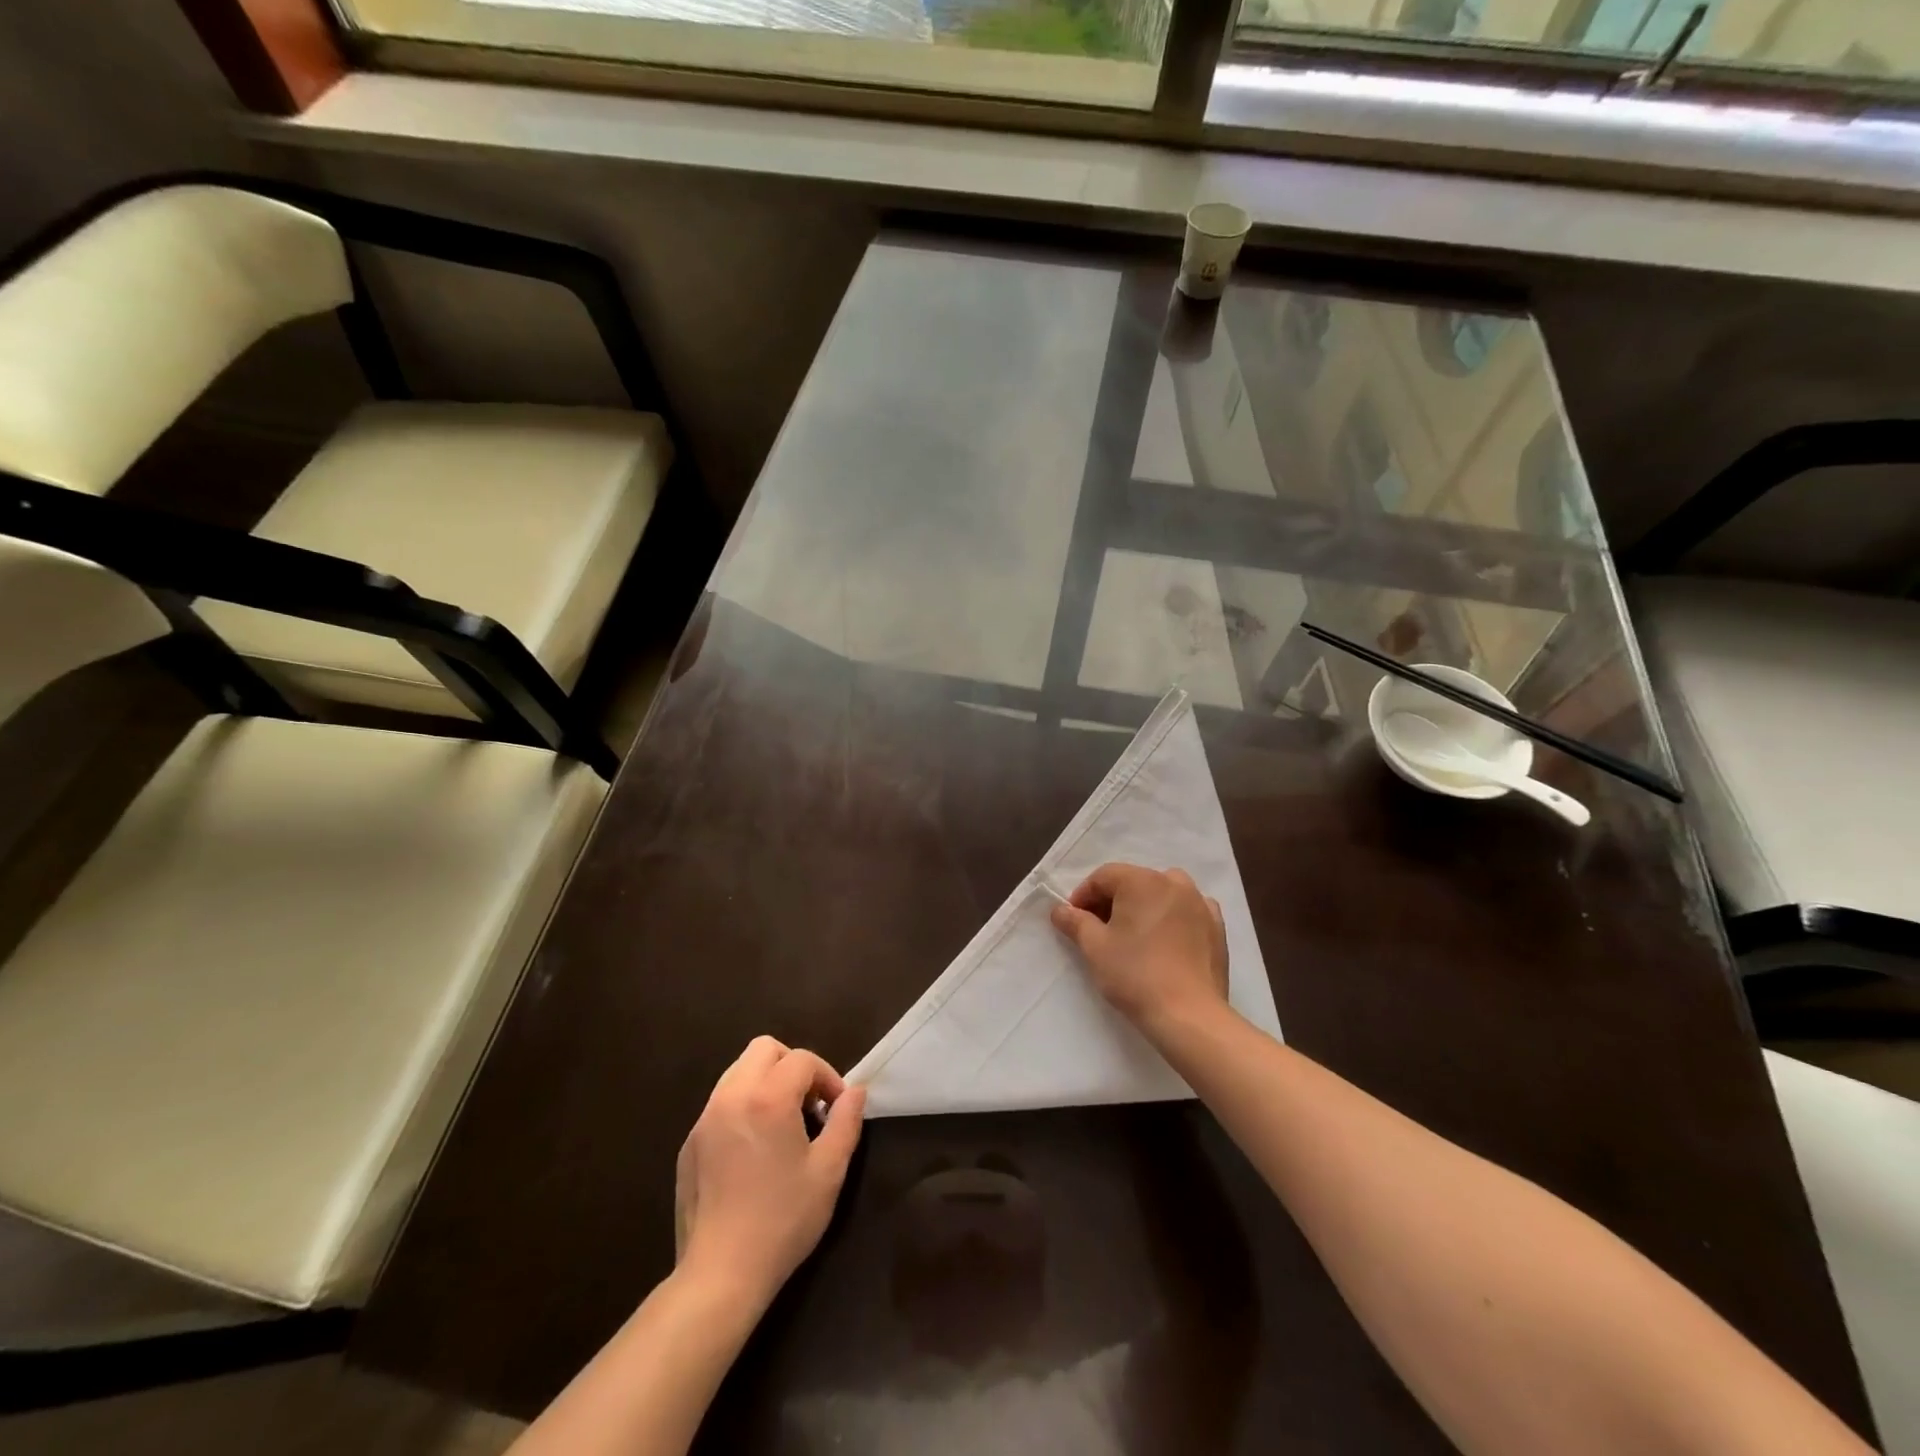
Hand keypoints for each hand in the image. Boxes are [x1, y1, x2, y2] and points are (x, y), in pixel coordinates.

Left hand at [674, 1037, 865, 1310]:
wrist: (719, 1275)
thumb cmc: (782, 1220)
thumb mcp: (828, 1172)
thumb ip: (846, 1122)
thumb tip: (856, 1091)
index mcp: (768, 1097)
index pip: (802, 1059)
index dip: (827, 1076)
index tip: (837, 1109)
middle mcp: (731, 1096)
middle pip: (764, 1049)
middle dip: (792, 1066)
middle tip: (808, 1104)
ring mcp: (705, 1119)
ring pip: (738, 1071)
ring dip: (766, 1082)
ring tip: (782, 1123)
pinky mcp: (689, 1143)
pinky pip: (720, 1103)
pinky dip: (742, 1106)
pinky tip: (753, 1150)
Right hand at [1050, 863, 1229, 1033]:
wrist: (1189, 1015)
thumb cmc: (1135, 975)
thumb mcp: (1094, 947)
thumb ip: (1075, 922)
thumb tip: (1060, 910)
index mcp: (1142, 880)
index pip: (1104, 877)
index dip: (1083, 896)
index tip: (1074, 920)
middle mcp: (1174, 882)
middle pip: (1134, 882)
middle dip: (1113, 901)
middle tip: (1099, 930)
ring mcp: (1200, 903)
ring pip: (1163, 893)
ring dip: (1144, 906)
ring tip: (1134, 934)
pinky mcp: (1217, 926)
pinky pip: (1188, 911)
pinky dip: (1173, 918)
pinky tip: (1165, 941)